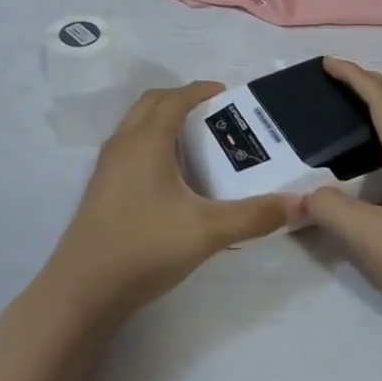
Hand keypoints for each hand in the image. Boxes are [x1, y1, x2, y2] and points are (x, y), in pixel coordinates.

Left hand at [36, 82, 293, 325]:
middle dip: (181, 100)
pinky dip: (150, 143)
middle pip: (151, 103)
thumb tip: (299, 203)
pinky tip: (169, 179)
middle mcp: (123, 143)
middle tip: (212, 114)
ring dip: (163, 121)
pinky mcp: (100, 188)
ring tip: (195, 143)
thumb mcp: (207, 232)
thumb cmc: (145, 247)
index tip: (226, 93)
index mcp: (147, 140)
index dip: (200, 91)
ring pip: (136, 125)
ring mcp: (107, 166)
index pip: (175, 99)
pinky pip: (128, 147)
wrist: (82, 289)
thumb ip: (254, 216)